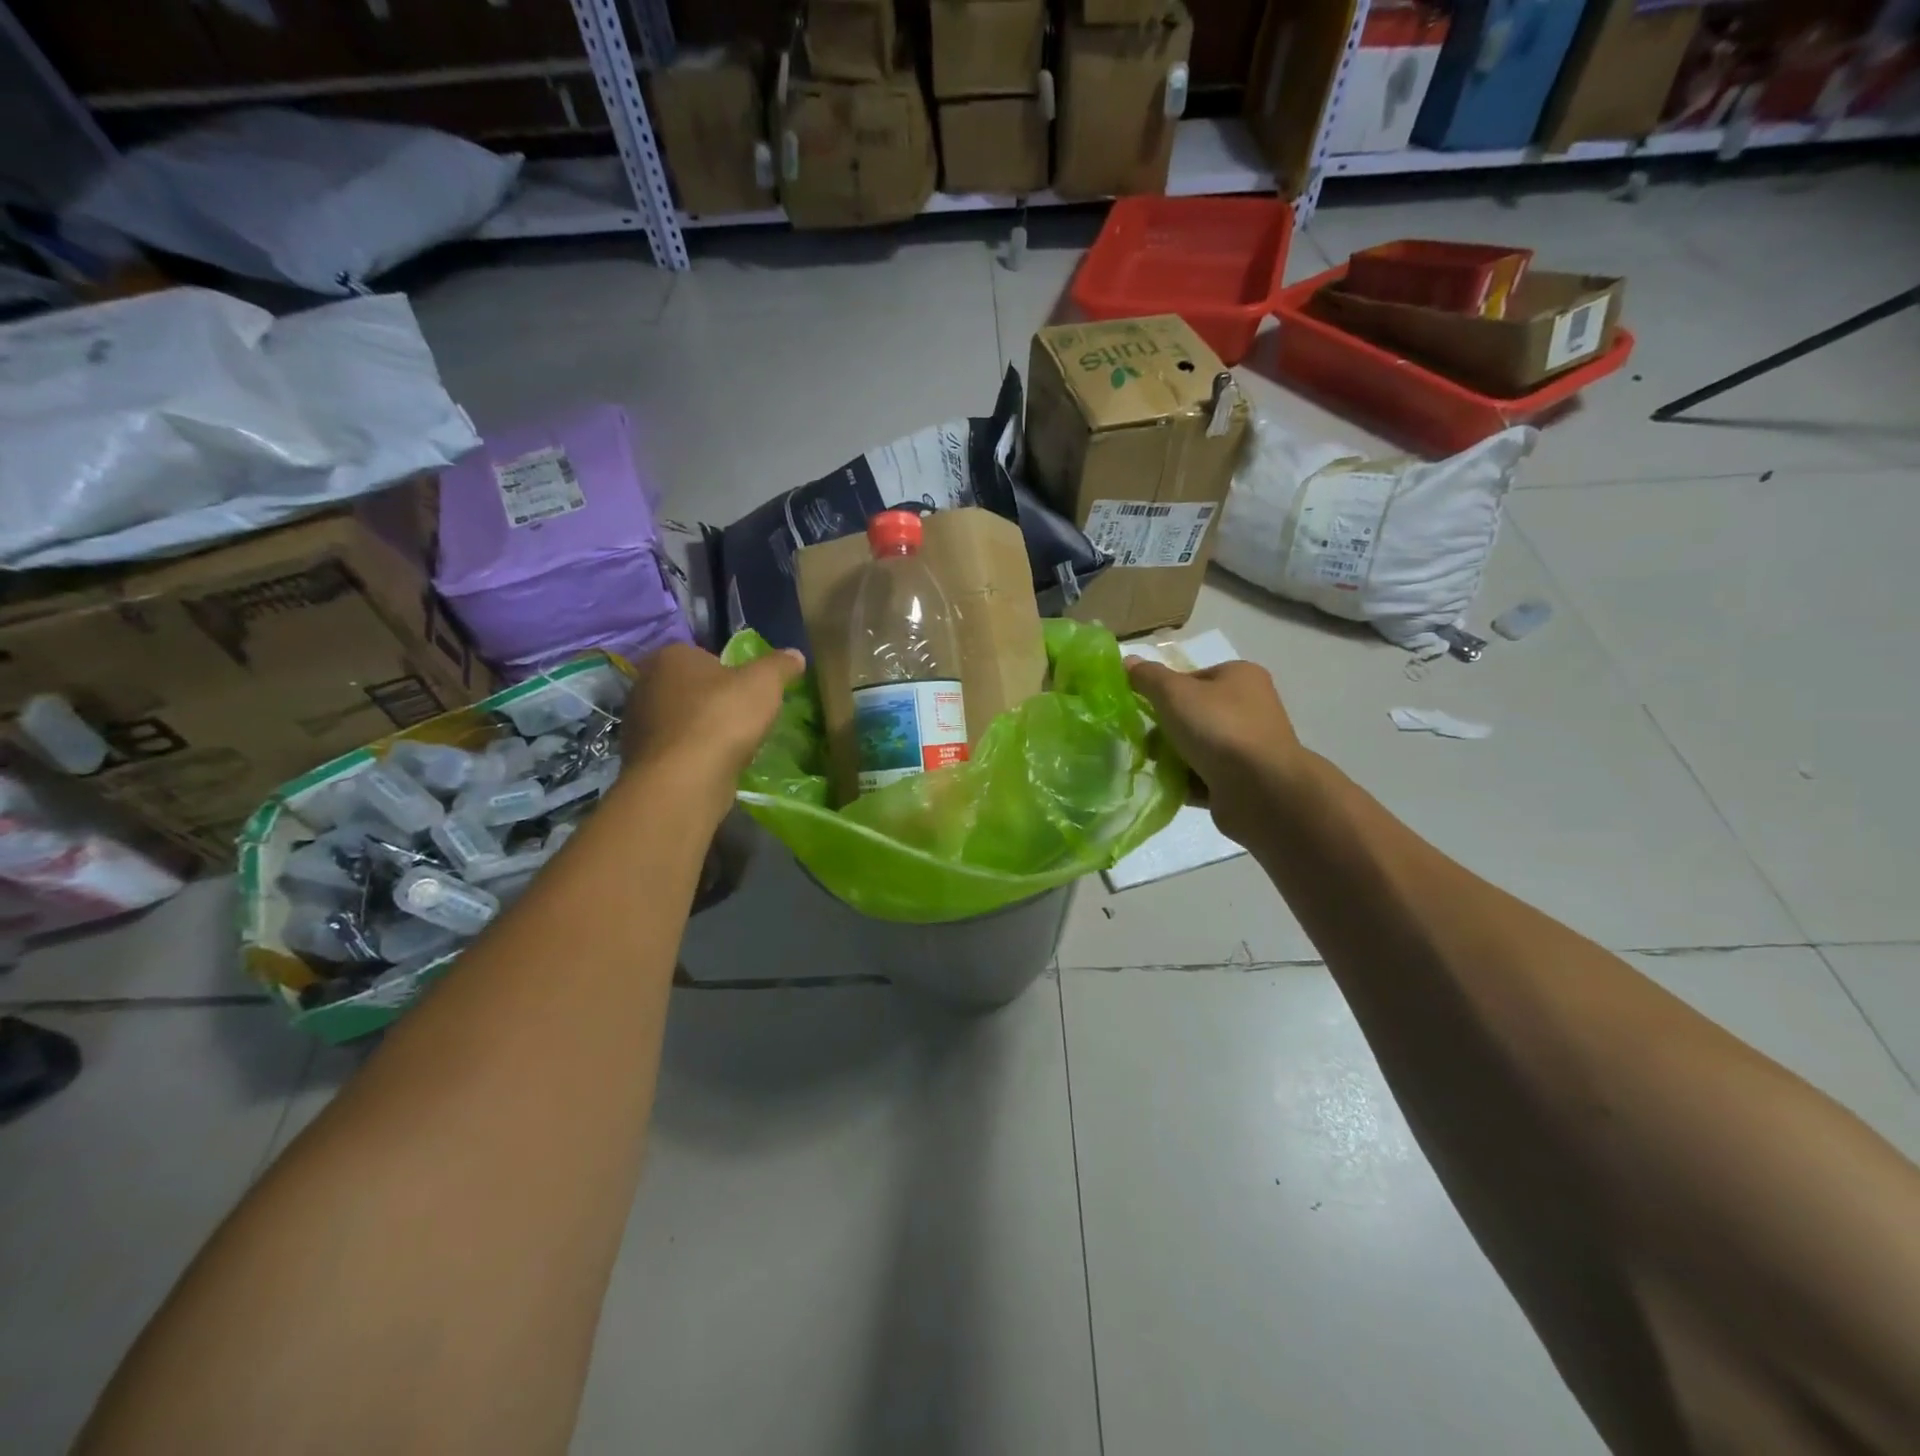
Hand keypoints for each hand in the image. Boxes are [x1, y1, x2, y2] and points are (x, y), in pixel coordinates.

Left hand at [621, 643, 804, 819]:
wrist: (684, 780)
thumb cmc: (723, 718)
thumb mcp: (764, 683)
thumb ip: (780, 665)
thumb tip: (795, 655)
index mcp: (670, 656)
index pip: (704, 656)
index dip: (729, 673)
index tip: (748, 693)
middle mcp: (645, 684)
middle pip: (690, 688)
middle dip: (713, 701)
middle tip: (742, 718)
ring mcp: (637, 723)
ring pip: (680, 720)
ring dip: (701, 730)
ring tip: (731, 746)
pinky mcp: (639, 758)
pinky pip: (674, 749)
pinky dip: (691, 755)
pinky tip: (712, 766)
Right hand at [1128, 658, 1305, 845]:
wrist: (1261, 790)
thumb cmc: (1219, 729)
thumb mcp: (1174, 693)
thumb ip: (1148, 677)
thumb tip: (1128, 661)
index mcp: (1240, 677)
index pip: (1192, 678)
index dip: (1164, 692)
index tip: (1145, 710)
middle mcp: (1250, 707)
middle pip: (1193, 714)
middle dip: (1165, 730)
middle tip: (1147, 743)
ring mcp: (1248, 746)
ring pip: (1197, 747)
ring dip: (1172, 757)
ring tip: (1155, 767)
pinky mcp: (1244, 780)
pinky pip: (1204, 776)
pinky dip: (1185, 781)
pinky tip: (1168, 787)